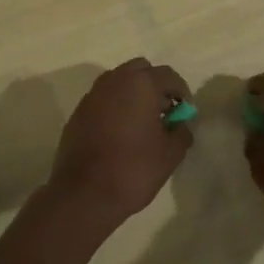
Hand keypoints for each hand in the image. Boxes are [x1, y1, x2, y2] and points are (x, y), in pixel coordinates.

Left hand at [48, 58, 192, 232]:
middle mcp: (114, 81)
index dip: (181, 92)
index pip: (168, 75)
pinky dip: (115, 107)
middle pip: (140, 70)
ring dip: (133, 94)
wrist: (84, 194)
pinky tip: (119, 134)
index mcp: (140, 84)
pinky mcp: (78, 112)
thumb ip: (181, 132)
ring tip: (142, 123)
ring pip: (119, 82)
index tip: (185, 112)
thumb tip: (181, 125)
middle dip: (155, 86)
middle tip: (163, 112)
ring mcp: (92, 95)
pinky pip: (103, 99)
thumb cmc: (133, 169)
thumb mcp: (170, 154)